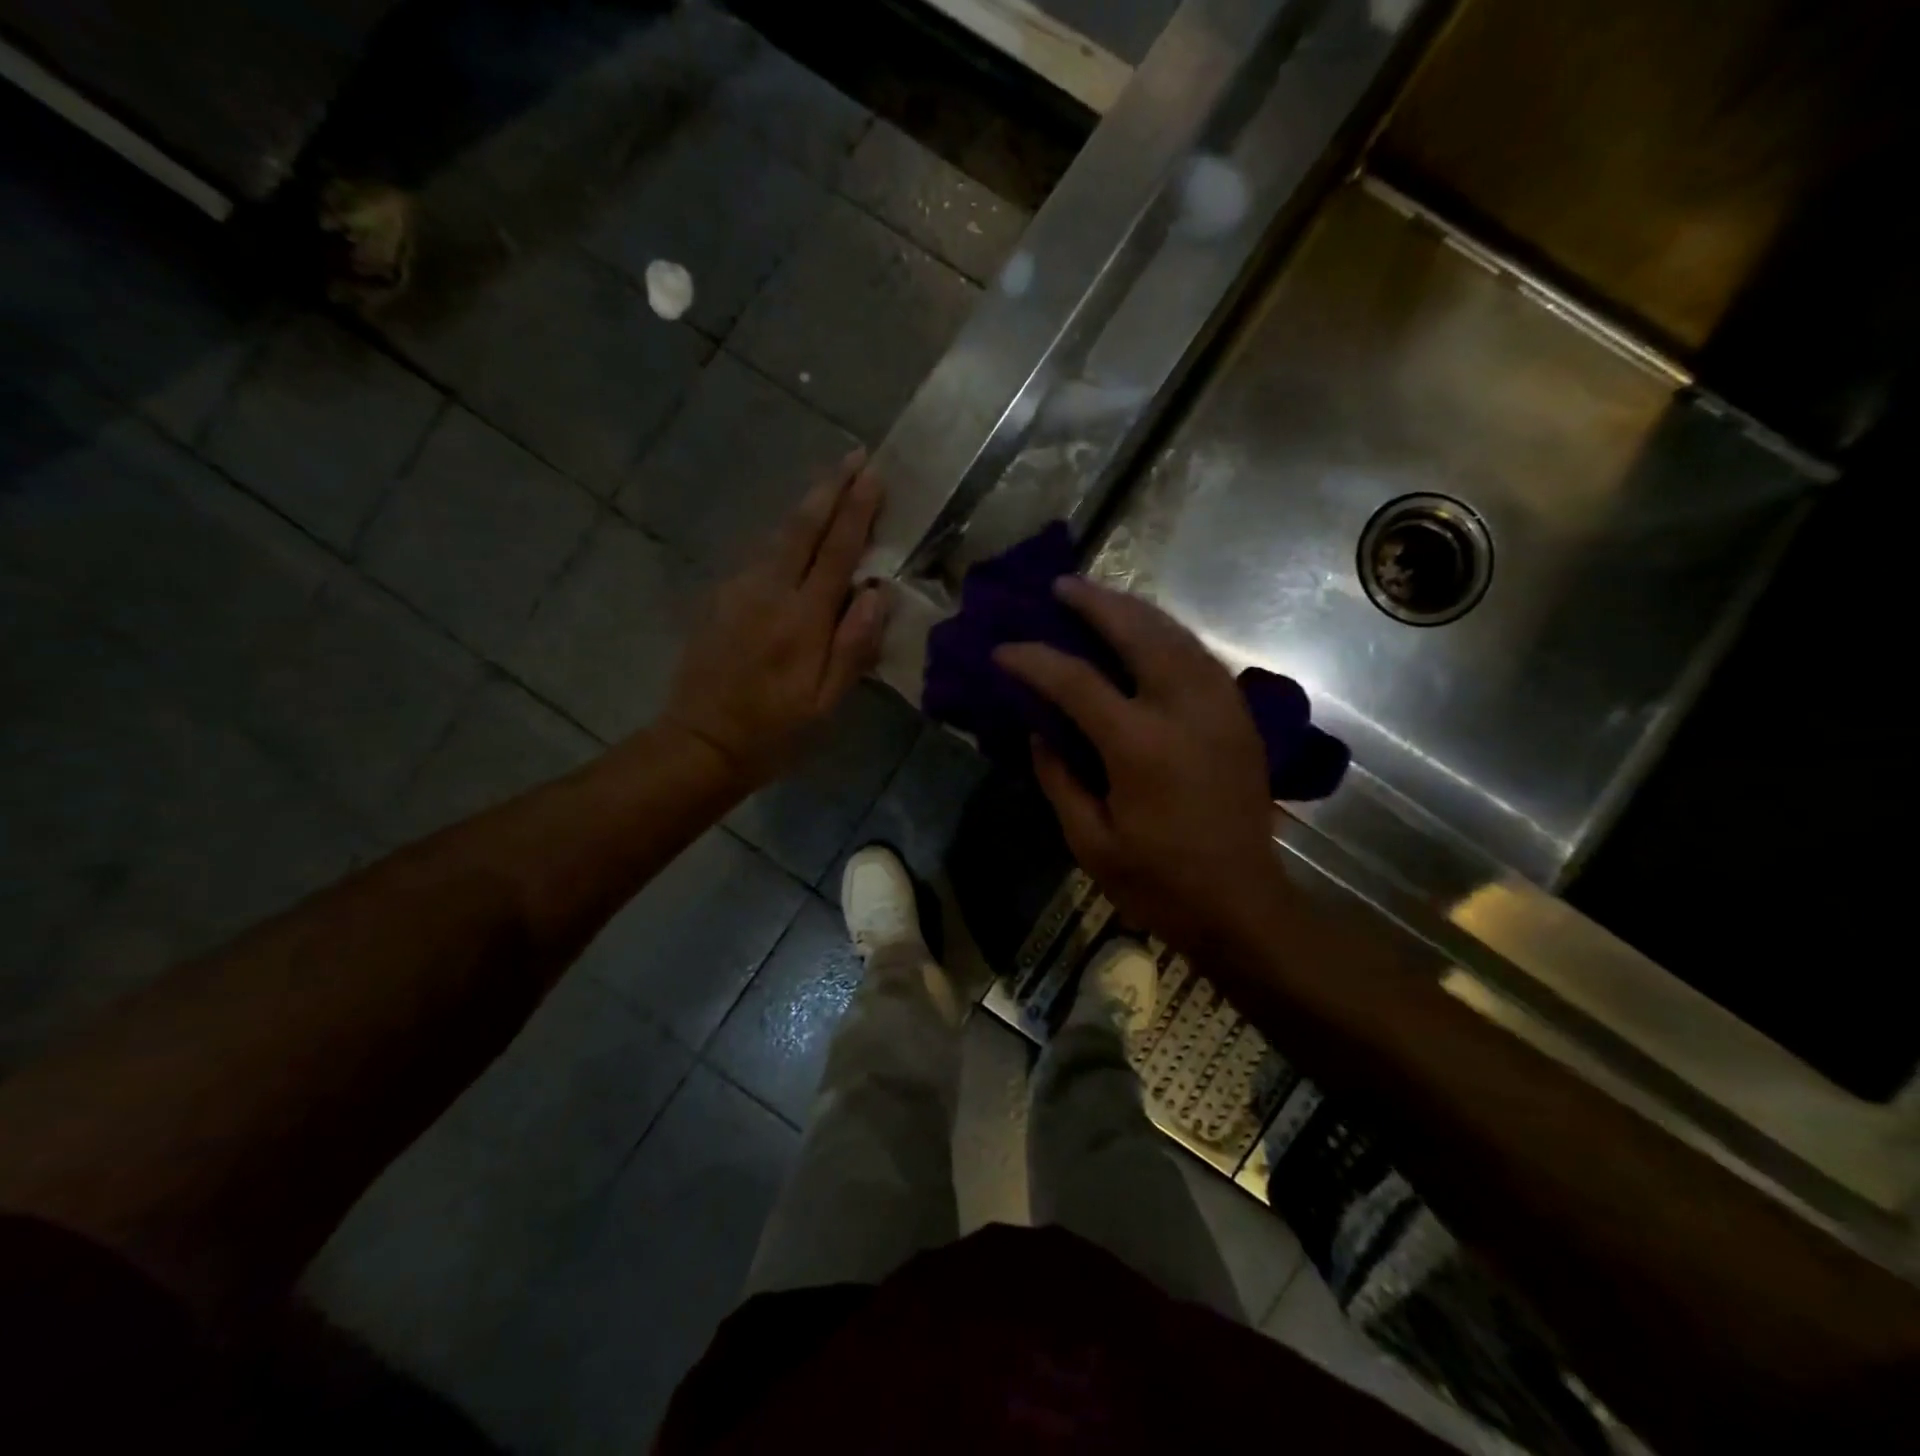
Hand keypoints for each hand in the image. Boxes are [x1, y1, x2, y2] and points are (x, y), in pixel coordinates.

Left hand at [662, 452, 890, 787]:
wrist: (700, 743)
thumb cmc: (774, 731)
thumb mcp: (825, 703)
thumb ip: (853, 646)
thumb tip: (876, 594)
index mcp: (802, 619)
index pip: (835, 552)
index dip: (856, 511)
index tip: (873, 475)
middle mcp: (768, 592)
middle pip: (802, 528)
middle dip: (830, 489)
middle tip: (855, 457)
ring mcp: (738, 591)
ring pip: (777, 536)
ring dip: (807, 506)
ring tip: (831, 483)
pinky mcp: (720, 599)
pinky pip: (760, 555)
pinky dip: (784, 535)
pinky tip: (795, 533)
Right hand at [995, 578, 1283, 959]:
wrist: (1243, 905)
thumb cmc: (1159, 882)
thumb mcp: (1090, 842)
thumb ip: (1059, 779)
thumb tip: (1038, 730)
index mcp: (1140, 746)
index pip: (1076, 682)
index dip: (1033, 660)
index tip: (1002, 650)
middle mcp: (1184, 711)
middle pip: (1138, 633)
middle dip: (1095, 604)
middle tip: (1062, 586)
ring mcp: (1220, 708)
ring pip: (1176, 635)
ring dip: (1135, 610)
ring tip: (1100, 597)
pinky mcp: (1239, 717)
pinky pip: (1200, 656)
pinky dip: (1168, 634)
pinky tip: (1147, 632)